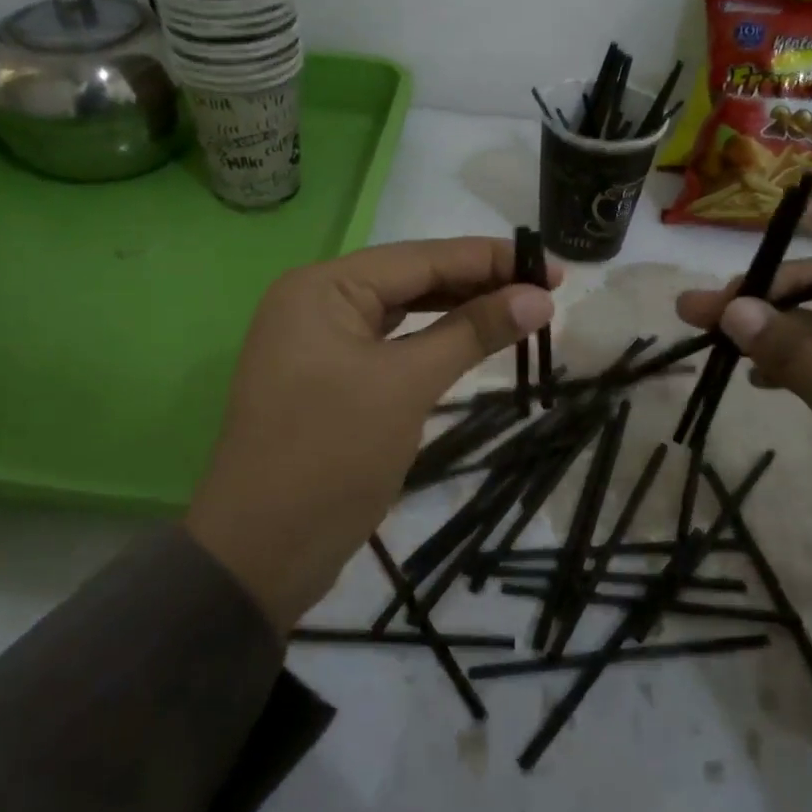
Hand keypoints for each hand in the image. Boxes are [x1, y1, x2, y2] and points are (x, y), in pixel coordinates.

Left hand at [185, 238, 557, 630]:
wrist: (259, 553)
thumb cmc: (332, 455)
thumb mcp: (406, 385)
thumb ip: (472, 332)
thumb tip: (539, 297)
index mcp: (322, 287)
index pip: (419, 257)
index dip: (490, 259)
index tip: (552, 266)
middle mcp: (315, 301)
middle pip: (410, 279)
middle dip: (477, 283)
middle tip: (545, 290)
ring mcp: (319, 342)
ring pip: (402, 312)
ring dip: (458, 311)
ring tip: (519, 310)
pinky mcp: (329, 378)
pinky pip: (390, 345)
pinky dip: (432, 342)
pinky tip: (470, 339)